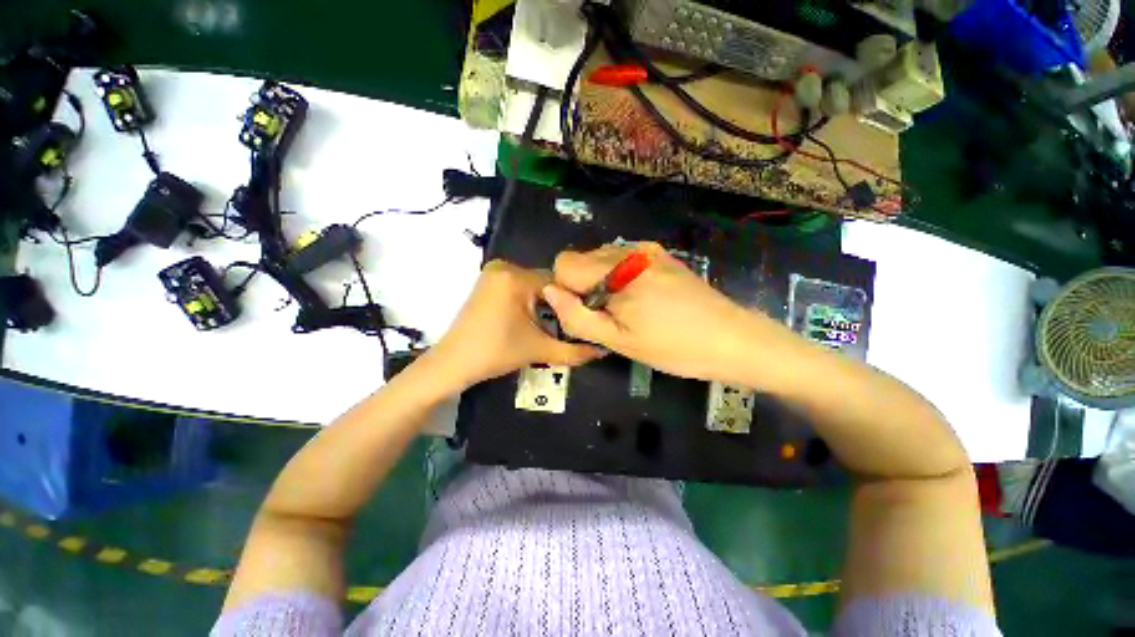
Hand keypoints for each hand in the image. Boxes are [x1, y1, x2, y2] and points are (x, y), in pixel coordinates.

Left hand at [429, 260, 604, 388]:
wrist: (452, 363)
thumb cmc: (494, 354)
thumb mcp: (538, 350)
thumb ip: (574, 351)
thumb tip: (604, 351)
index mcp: (515, 277)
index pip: (559, 283)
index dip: (575, 303)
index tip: (585, 321)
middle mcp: (504, 266)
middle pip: (547, 283)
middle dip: (560, 305)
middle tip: (571, 327)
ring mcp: (494, 272)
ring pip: (535, 286)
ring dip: (546, 304)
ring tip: (556, 325)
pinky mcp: (489, 281)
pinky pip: (521, 286)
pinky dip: (531, 301)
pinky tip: (536, 319)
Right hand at [541, 243, 790, 382]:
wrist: (732, 338)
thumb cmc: (673, 346)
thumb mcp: (618, 341)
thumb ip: (577, 316)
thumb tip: (549, 292)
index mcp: (616, 270)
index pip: (564, 263)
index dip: (567, 291)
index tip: (588, 314)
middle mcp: (629, 250)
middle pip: (582, 259)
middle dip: (584, 287)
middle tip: (610, 317)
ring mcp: (648, 250)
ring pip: (601, 259)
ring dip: (602, 283)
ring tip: (628, 310)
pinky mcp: (660, 255)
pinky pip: (623, 260)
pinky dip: (619, 278)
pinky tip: (642, 299)